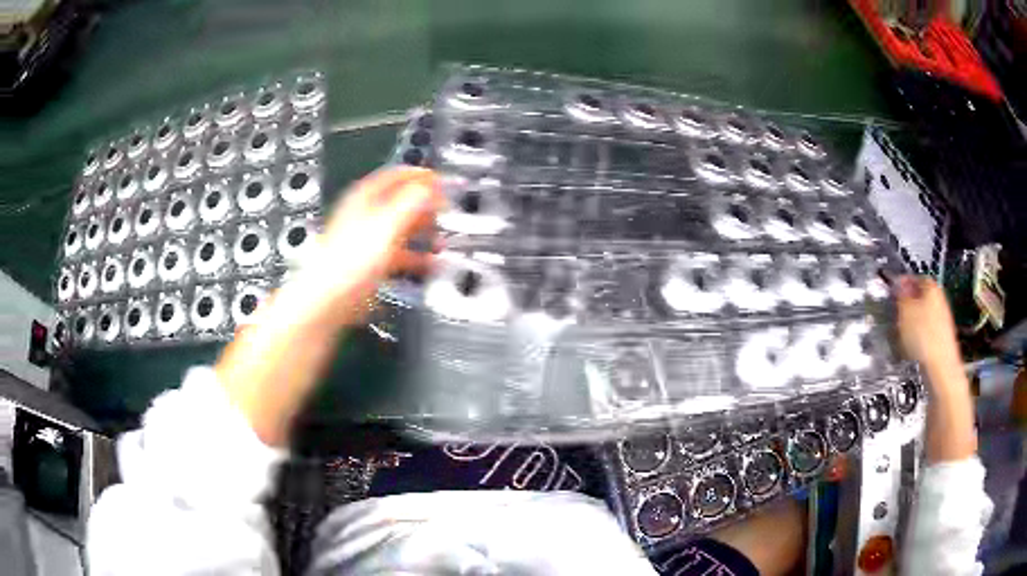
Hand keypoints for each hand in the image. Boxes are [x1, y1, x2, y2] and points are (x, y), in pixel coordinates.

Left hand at [303, 167, 443, 326]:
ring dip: (422, 232)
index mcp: (364, 198)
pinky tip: (429, 264)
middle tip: (443, 212)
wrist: (329, 299)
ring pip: (401, 228)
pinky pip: (399, 254)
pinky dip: (416, 257)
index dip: (420, 176)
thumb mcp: (387, 225)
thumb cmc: (348, 262)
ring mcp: (367, 240)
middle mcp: (365, 215)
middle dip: (425, 206)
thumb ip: (411, 202)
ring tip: (440, 239)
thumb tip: (430, 186)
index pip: (396, 175)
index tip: (440, 182)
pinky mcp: (370, 263)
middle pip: (400, 201)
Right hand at [894, 275, 962, 377]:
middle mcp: (940, 300)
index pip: (915, 277)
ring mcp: (942, 322)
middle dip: (907, 305)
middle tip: (896, 313)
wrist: (941, 369)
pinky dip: (918, 338)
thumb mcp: (905, 311)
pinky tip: (911, 348)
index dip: (903, 283)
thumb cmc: (926, 339)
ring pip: (922, 316)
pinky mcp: (940, 341)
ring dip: (912, 323)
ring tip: (902, 334)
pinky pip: (926, 333)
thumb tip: (898, 283)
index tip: (894, 290)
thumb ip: (901, 295)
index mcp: (932, 286)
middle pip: (920, 297)